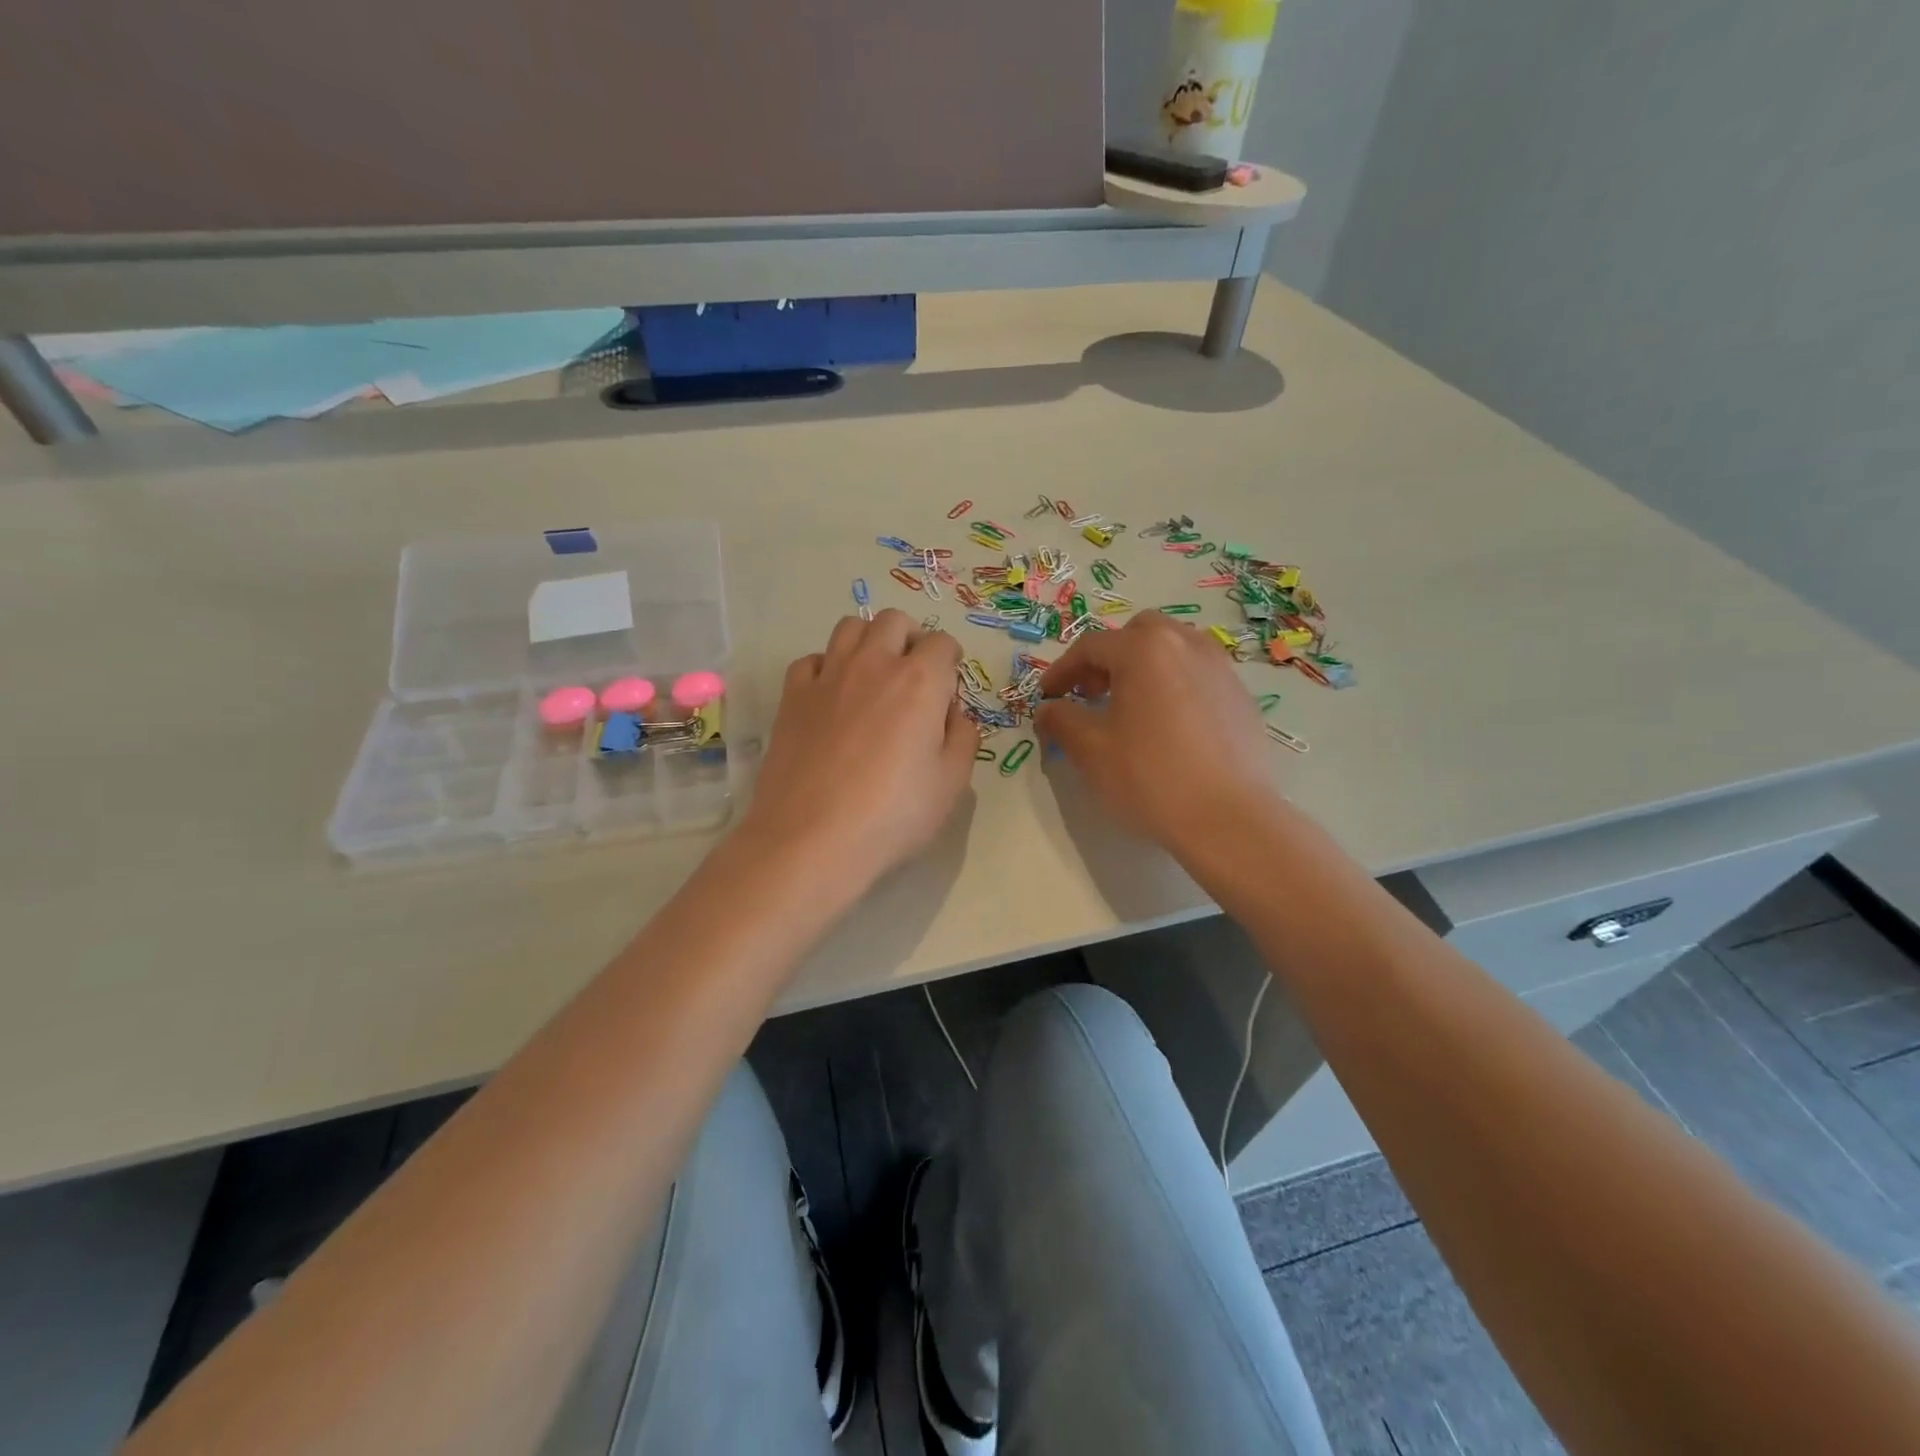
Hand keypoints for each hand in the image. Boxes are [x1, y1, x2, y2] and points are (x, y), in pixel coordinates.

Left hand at [742, 610, 976, 891]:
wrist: (812, 838)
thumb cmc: (893, 815)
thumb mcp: (952, 784)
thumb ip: (963, 738)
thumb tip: (952, 713)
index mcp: (920, 681)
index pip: (942, 643)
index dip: (951, 663)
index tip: (947, 692)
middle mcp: (873, 664)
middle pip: (894, 621)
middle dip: (911, 639)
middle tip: (913, 677)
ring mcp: (827, 676)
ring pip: (850, 627)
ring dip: (869, 641)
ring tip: (873, 676)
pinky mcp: (792, 696)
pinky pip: (811, 660)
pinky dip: (826, 667)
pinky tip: (832, 697)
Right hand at [1035, 612, 1279, 854]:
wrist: (1229, 819)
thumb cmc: (1151, 777)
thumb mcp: (1091, 750)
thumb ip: (1061, 720)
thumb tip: (1047, 709)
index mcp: (1145, 649)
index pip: (1091, 647)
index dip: (1062, 671)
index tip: (1047, 697)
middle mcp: (1187, 645)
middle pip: (1137, 634)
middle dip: (1108, 658)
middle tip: (1092, 694)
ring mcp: (1221, 668)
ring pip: (1173, 649)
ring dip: (1143, 668)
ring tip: (1130, 707)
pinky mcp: (1241, 696)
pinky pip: (1197, 675)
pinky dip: (1173, 686)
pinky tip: (1167, 727)